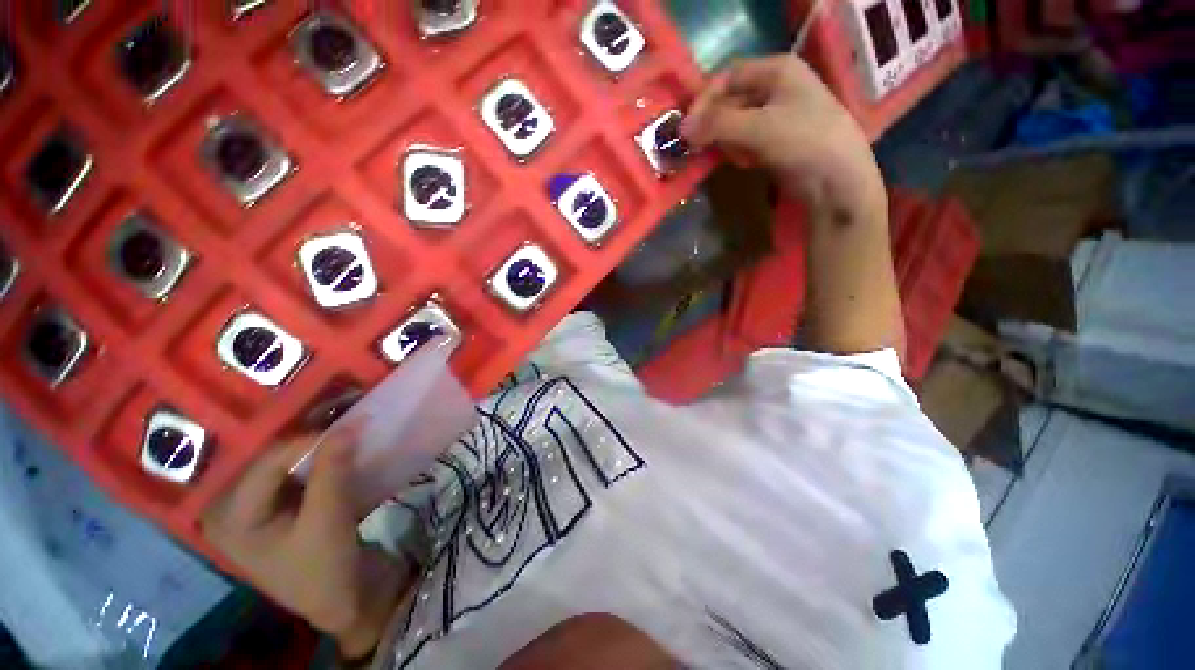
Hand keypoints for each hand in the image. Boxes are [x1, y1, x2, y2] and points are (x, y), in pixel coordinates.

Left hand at [202, 434, 411, 659]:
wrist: (344, 602)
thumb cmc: (325, 568)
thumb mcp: (328, 518)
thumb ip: (332, 470)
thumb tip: (349, 425)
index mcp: (232, 518)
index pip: (267, 464)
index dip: (308, 443)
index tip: (349, 429)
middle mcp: (236, 510)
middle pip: (273, 463)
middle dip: (312, 445)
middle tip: (348, 429)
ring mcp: (259, 511)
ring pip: (287, 467)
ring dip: (318, 453)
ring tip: (347, 438)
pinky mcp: (281, 512)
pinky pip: (298, 478)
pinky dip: (320, 466)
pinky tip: (341, 458)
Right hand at [682, 55, 884, 218]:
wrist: (837, 180)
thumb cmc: (804, 141)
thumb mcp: (758, 128)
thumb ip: (718, 125)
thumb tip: (682, 130)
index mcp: (777, 70)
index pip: (727, 77)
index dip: (704, 101)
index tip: (687, 129)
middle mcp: (776, 87)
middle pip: (730, 101)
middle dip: (713, 124)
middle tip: (698, 147)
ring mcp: (776, 115)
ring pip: (735, 123)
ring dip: (724, 140)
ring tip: (728, 157)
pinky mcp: (775, 140)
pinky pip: (745, 140)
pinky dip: (737, 151)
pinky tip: (743, 163)